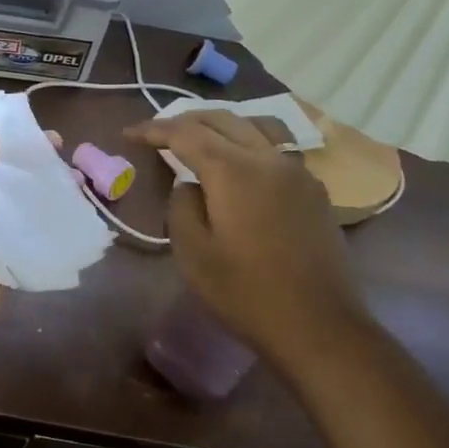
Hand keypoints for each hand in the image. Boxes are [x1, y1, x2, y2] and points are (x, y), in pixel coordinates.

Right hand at [126, 111, 371, 359]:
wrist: (319, 326)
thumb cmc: (246, 293)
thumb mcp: (193, 253)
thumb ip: (182, 206)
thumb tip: (191, 185)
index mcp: (234, 170)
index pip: (186, 133)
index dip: (154, 129)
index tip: (129, 133)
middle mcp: (269, 159)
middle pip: (223, 120)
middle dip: (186, 121)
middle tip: (159, 133)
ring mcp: (298, 172)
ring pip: (254, 128)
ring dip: (220, 126)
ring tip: (198, 139)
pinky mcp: (314, 191)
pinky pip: (275, 149)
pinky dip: (246, 144)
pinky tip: (238, 166)